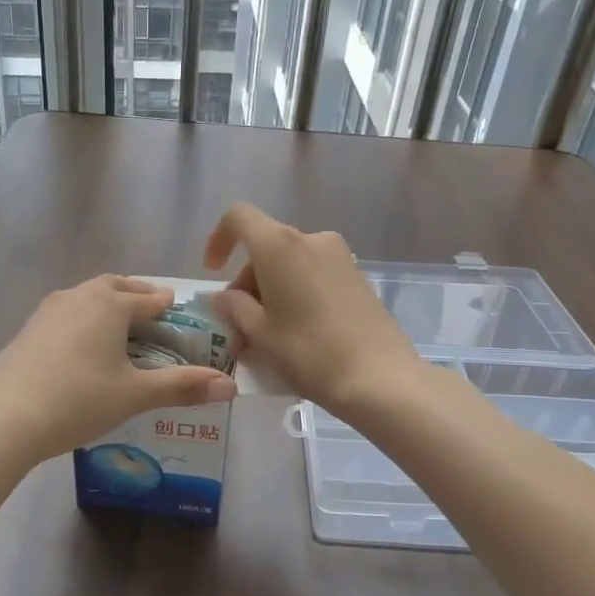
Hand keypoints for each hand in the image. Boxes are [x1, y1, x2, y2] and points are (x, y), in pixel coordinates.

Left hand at [0, 275, 236, 461]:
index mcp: (110, 304)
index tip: (180, 313)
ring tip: (120, 330)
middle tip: (152, 313)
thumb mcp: (134, 395)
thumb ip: (182, 387)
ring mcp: (48, 311)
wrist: (2, 418)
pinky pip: (66, 314)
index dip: (168, 306)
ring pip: (87, 297)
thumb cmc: (78, 400)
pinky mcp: (27, 330)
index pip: (149, 298)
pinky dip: (84, 321)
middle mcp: (79, 296)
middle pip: (115, 287)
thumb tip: (231, 387)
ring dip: (107, 305)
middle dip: (136, 296)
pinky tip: (83, 348)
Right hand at [204, 203, 422, 418]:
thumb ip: (234, 308)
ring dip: (270, 292)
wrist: (381, 378)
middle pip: (265, 247)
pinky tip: (295, 332)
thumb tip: (222, 297)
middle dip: (245, 282)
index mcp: (280, 246)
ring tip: (265, 337)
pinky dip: (295, 293)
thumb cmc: (309, 353)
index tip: (213, 272)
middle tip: (239, 328)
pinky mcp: (357, 276)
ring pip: (289, 263)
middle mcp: (311, 239)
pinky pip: (312, 274)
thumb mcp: (260, 334)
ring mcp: (339, 256)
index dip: (219, 239)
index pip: (238, 217)